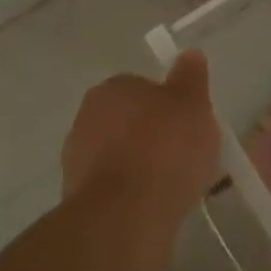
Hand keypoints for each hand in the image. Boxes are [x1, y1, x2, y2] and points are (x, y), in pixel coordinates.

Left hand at [61, 51, 222, 217]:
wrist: (126, 216)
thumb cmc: (164, 148)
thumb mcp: (192, 104)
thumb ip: (190, 78)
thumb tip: (190, 54)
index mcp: (112, 88)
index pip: (143, 88)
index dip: (169, 105)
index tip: (189, 124)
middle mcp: (87, 118)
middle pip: (130, 122)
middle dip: (154, 136)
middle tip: (185, 155)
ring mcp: (77, 160)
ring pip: (121, 156)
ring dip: (143, 167)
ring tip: (176, 187)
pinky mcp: (78, 199)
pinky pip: (116, 188)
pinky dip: (133, 195)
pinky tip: (156, 208)